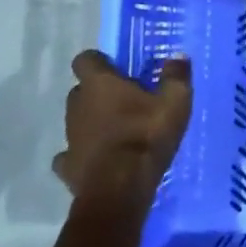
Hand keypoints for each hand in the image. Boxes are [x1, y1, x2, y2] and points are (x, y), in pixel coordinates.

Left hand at [51, 50, 192, 206]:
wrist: (119, 190)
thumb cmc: (146, 136)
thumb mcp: (175, 102)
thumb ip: (176, 76)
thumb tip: (178, 56)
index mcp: (99, 84)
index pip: (85, 59)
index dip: (99, 62)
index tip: (118, 70)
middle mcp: (77, 105)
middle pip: (80, 90)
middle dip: (98, 93)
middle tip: (125, 101)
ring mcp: (69, 137)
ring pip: (76, 121)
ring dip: (92, 122)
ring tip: (117, 132)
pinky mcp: (67, 167)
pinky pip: (71, 154)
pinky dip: (82, 154)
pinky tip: (99, 159)